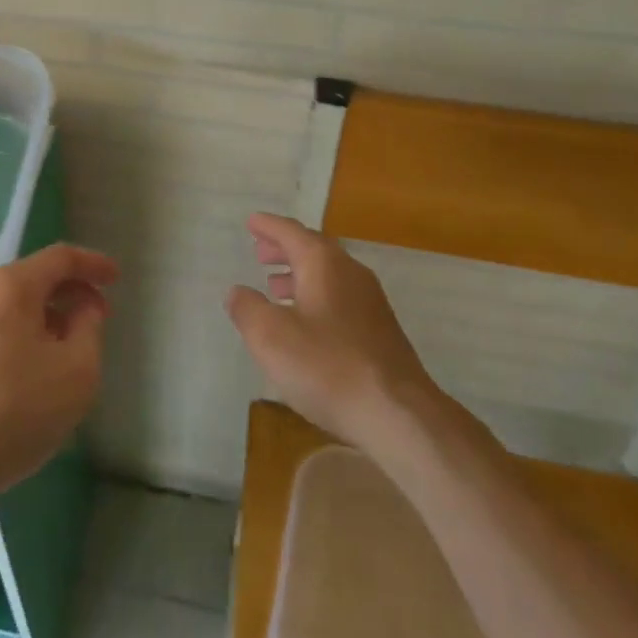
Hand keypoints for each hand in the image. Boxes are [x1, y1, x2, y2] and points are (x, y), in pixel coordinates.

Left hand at [0, 243, 118, 512]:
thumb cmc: (15, 410)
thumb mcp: (76, 372)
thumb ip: (89, 328)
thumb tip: (84, 307)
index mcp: (13, 286)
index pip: (60, 258)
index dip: (93, 264)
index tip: (116, 278)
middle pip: (35, 277)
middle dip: (71, 291)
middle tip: (98, 314)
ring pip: (16, 303)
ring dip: (48, 314)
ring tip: (71, 344)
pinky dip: (25, 331)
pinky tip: (36, 365)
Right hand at [227, 212, 448, 451]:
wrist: (399, 415)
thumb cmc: (327, 367)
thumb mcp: (270, 336)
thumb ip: (247, 308)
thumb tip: (238, 292)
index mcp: (323, 263)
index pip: (290, 231)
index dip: (268, 226)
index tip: (251, 222)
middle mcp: (349, 272)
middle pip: (312, 249)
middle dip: (284, 248)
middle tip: (260, 252)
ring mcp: (370, 301)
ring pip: (328, 275)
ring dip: (299, 274)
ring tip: (275, 286)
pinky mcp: (380, 331)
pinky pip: (340, 297)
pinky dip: (316, 296)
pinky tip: (305, 322)